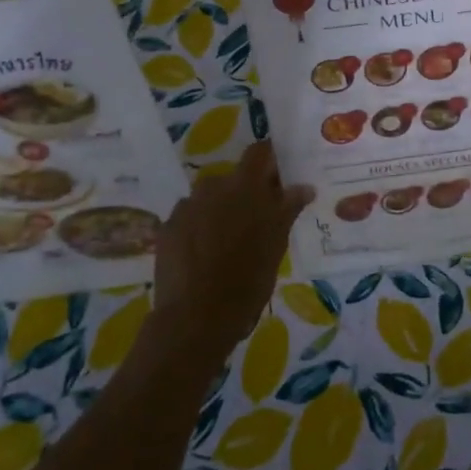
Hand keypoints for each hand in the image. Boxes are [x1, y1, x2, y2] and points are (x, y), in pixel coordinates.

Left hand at [152, 141, 313, 359]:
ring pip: (208, 198)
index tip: (279, 177)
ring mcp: (186, 207)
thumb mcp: (276, 244)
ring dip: (220, 209)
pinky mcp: (167, 228)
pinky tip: (203, 254)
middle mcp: (213, 187)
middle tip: (257, 219)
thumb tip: (303, 186)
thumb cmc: (248, 280)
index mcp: (245, 187)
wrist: (196, 318)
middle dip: (245, 192)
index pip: (259, 152)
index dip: (270, 159)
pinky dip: (198, 228)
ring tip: (227, 240)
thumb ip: (288, 209)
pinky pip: (188, 217)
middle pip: (233, 177)